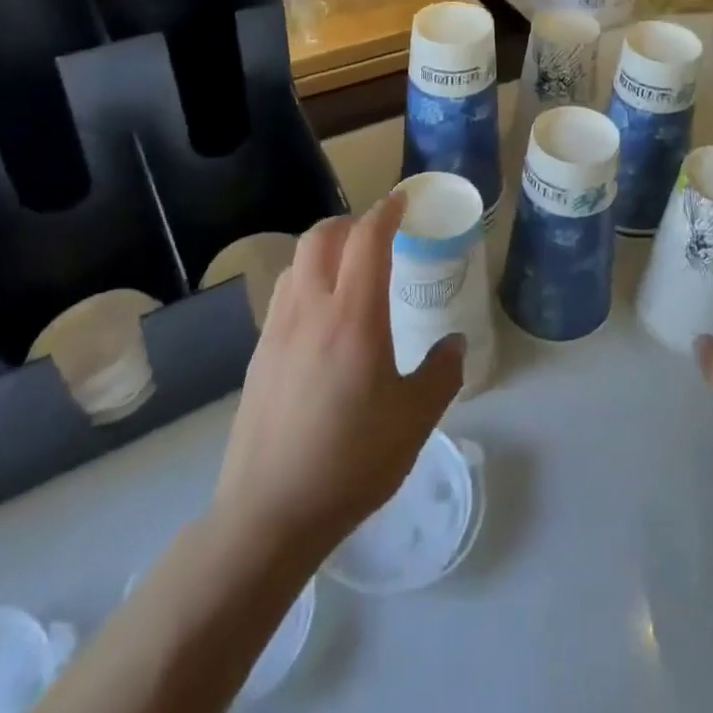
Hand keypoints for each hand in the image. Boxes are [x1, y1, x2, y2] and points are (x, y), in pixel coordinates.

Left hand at [211, 193, 463, 563]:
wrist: (270, 512)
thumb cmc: (352, 461)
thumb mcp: (415, 419)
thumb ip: (441, 373)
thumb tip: (454, 342)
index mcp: (354, 316)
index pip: (367, 239)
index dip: (386, 211)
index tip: (402, 201)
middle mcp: (310, 309)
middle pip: (321, 236)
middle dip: (351, 222)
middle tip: (376, 233)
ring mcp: (277, 329)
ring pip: (296, 261)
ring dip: (324, 247)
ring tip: (348, 268)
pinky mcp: (259, 353)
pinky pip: (283, 293)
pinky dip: (306, 279)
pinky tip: (320, 314)